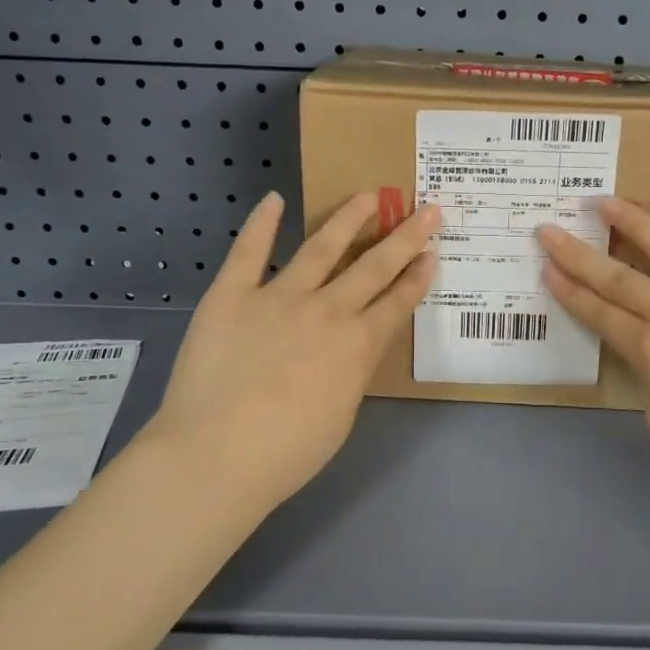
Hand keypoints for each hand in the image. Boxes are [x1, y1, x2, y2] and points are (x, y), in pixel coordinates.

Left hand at [140, 191, 437, 513]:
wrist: (217, 454)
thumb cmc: (288, 452)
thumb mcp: (342, 416)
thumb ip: (351, 373)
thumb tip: (348, 351)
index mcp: (358, 345)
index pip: (397, 302)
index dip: (418, 276)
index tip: (433, 252)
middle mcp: (327, 310)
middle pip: (374, 266)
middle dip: (405, 237)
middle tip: (427, 209)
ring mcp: (278, 297)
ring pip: (322, 247)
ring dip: (348, 219)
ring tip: (367, 195)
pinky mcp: (232, 294)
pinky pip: (249, 252)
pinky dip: (261, 224)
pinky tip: (274, 199)